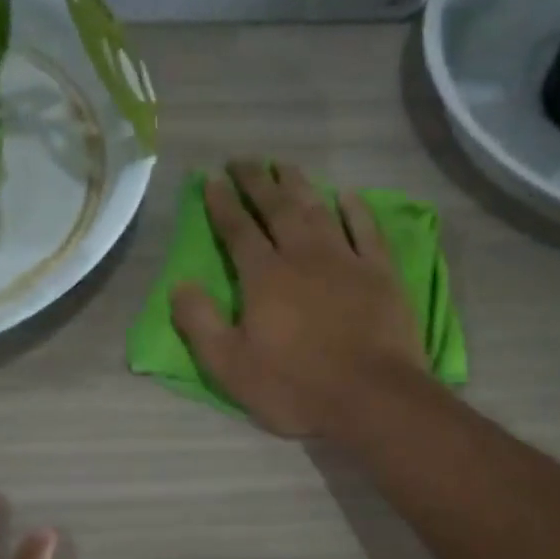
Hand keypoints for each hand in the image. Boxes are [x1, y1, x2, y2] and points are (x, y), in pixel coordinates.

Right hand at [171, 161, 427, 437]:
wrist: (372, 398)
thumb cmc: (295, 387)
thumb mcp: (230, 366)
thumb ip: (200, 323)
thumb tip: (179, 285)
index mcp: (264, 277)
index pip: (237, 229)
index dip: (223, 203)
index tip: (212, 179)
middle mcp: (303, 256)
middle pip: (277, 208)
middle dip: (257, 181)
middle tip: (243, 160)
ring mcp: (346, 260)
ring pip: (318, 210)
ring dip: (299, 185)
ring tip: (284, 166)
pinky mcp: (381, 273)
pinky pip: (366, 230)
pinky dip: (356, 209)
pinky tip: (346, 195)